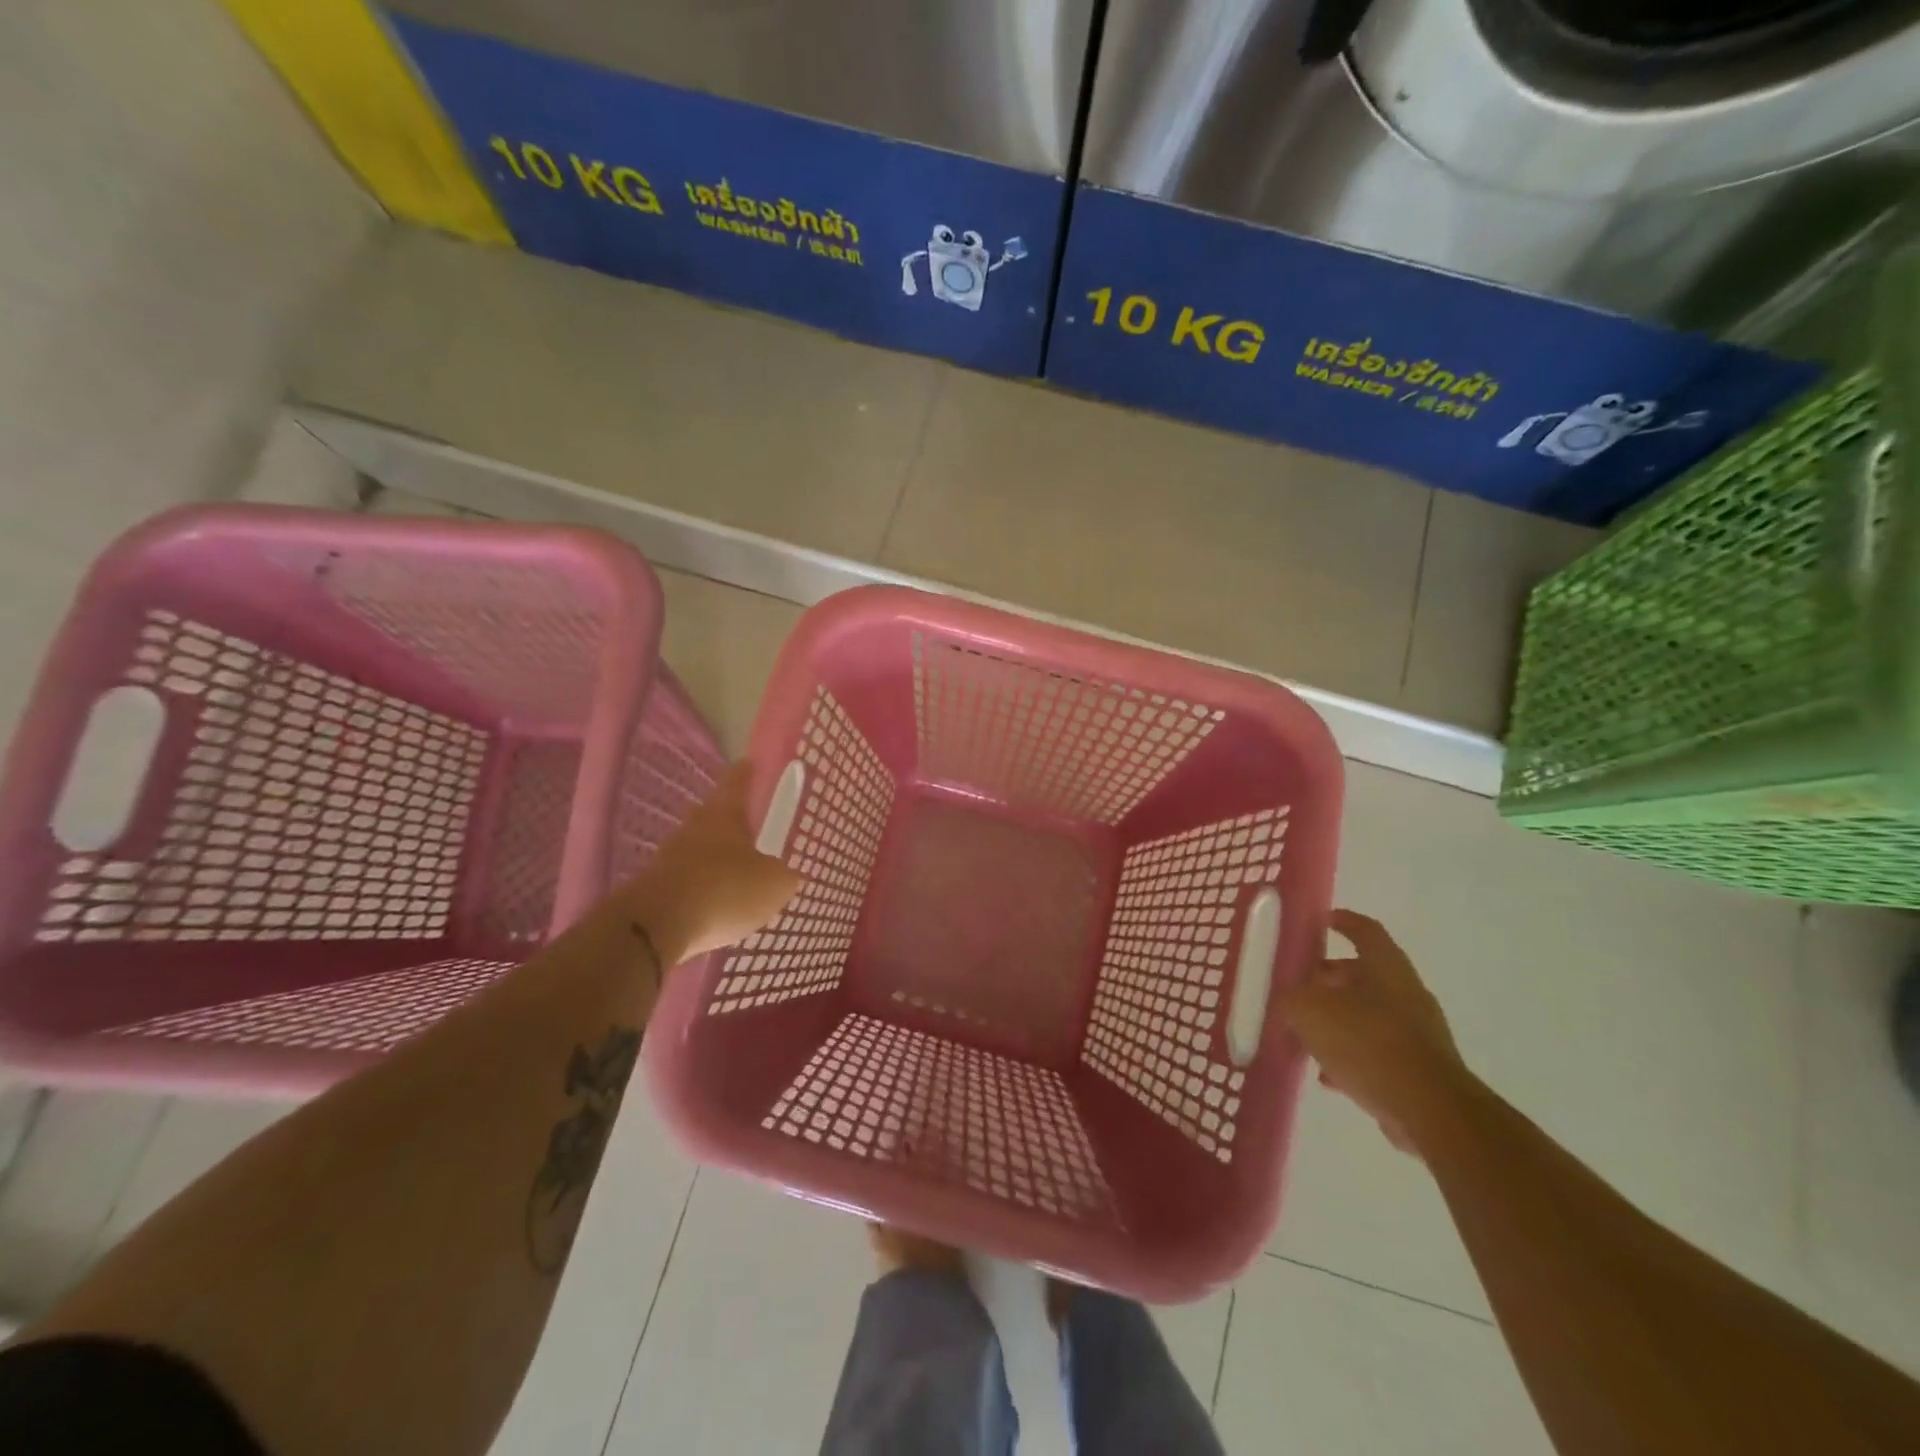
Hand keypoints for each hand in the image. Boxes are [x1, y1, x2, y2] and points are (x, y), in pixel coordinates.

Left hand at [628, 763, 799, 959]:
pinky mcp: (653, 891)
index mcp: (723, 816)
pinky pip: (686, 883)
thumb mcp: (774, 885)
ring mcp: (668, 859)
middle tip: (749, 829)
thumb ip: (783, 876)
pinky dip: (700, 890)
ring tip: (736, 877)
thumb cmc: (725, 890)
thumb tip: (784, 875)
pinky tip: (714, 907)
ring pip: (696, 851)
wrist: (656, 927)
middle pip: (711, 816)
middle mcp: (692, 830)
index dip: (745, 773)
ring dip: (713, 860)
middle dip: (729, 821)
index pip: (735, 783)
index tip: (749, 763)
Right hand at [1278, 909, 1470, 1154]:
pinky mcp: (1421, 1068)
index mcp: (1386, 967)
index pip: (1364, 930)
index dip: (1342, 922)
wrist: (1431, 1110)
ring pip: (1368, 1014)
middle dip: (1328, 980)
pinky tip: (1329, 1075)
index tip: (1321, 921)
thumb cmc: (1368, 1042)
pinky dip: (1352, 1055)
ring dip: (1338, 1021)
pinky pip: (1378, 1051)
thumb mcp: (1310, 1011)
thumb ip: (1291, 1000)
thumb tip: (1288, 1001)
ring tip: (1306, 1036)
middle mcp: (1406, 992)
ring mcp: (1418, 1032)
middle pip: (1362, 974)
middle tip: (1298, 989)